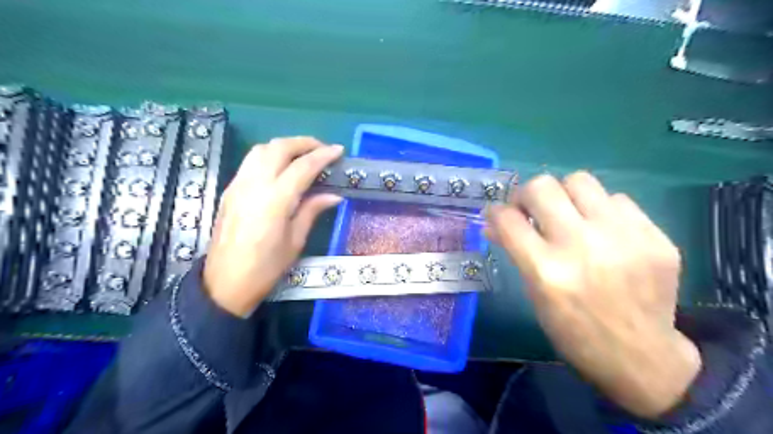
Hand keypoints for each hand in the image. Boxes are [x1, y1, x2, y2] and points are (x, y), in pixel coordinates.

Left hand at [204, 137, 342, 315]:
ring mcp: (238, 185)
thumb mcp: (295, 241)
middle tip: (322, 149)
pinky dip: (270, 155)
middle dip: (304, 143)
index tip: (339, 150)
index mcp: (275, 200)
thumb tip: (334, 195)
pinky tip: (281, 168)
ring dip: (285, 146)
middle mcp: (254, 185)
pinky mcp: (230, 190)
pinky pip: (251, 161)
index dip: (323, 155)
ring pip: (261, 149)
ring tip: (303, 155)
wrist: (224, 283)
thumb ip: (312, 211)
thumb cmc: (266, 268)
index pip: (302, 167)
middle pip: (279, 148)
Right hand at [488, 171, 700, 417]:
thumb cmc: (574, 331)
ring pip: (580, 181)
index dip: (495, 211)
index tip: (498, 214)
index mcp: (546, 270)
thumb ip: (515, 252)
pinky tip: (603, 231)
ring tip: (568, 214)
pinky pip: (617, 199)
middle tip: (530, 210)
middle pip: (542, 187)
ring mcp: (623, 237)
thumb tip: (494, 223)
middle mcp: (582, 246)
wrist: (641, 358)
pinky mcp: (655, 236)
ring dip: (565, 195)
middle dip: (526, 194)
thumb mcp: (535, 295)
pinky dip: (601, 210)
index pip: (508, 218)